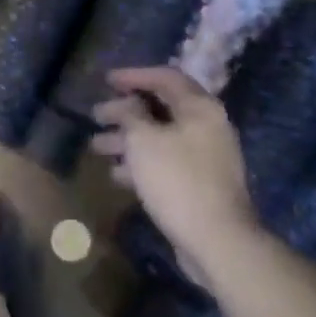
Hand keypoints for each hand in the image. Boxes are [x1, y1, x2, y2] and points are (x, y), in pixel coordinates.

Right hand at [92, 66, 258, 285]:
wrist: (218, 241)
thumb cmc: (178, 180)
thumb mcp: (144, 141)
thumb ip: (131, 114)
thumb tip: (127, 104)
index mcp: (199, 107)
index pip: (165, 77)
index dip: (133, 75)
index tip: (106, 80)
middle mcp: (207, 126)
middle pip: (161, 108)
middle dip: (125, 111)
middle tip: (96, 115)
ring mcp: (206, 157)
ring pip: (160, 138)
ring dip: (128, 140)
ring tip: (96, 147)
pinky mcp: (200, 184)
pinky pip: (166, 162)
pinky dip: (142, 163)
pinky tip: (117, 174)